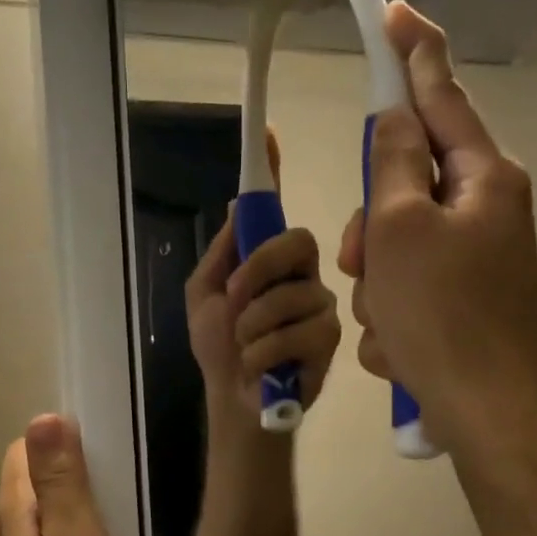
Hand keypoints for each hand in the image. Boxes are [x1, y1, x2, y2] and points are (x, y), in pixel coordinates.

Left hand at [0, 415, 134, 535]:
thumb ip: (63, 483)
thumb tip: (45, 418)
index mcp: (8, 516)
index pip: (26, 450)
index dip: (65, 448)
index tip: (105, 471)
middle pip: (30, 482)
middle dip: (71, 481)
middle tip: (115, 510)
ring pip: (35, 517)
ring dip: (70, 516)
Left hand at [186, 130, 341, 421]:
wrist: (236, 401)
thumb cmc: (219, 350)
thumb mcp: (204, 296)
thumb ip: (223, 254)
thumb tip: (237, 204)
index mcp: (269, 261)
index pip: (275, 211)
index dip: (272, 171)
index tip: (267, 134)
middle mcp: (301, 273)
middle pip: (296, 241)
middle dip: (257, 272)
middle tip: (234, 300)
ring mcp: (320, 304)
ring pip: (291, 294)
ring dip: (252, 327)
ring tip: (246, 348)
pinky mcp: (332, 338)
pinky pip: (299, 330)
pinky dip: (265, 351)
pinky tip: (262, 367)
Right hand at [336, 2, 536, 453]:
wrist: (481, 408)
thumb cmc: (440, 313)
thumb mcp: (400, 228)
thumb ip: (395, 161)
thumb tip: (398, 117)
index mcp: (485, 178)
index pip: (443, 97)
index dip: (413, 54)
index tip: (394, 15)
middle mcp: (488, 208)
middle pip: (406, 183)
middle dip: (372, 224)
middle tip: (361, 260)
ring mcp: (478, 255)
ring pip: (398, 241)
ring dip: (376, 278)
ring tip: (386, 318)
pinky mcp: (464, 297)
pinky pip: (409, 284)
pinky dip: (393, 310)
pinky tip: (399, 343)